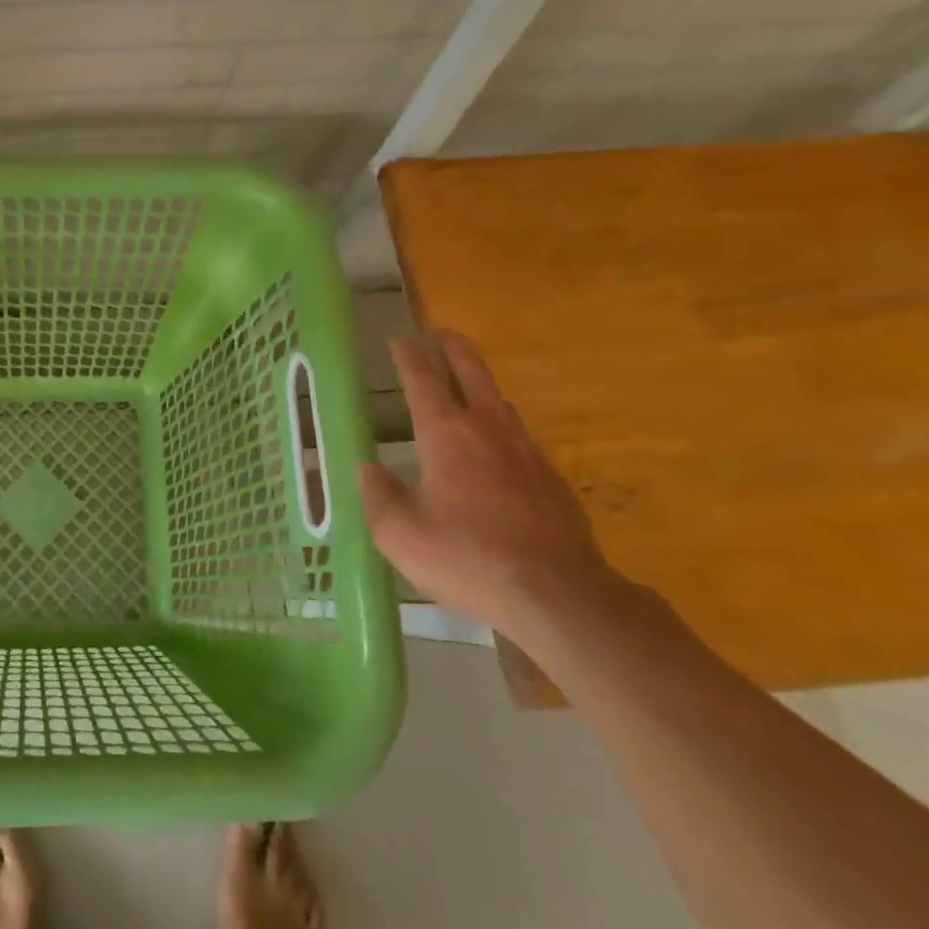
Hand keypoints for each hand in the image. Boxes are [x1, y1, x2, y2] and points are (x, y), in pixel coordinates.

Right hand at [359, 330, 623, 638]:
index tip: (400, 341)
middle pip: (471, 371)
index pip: (423, 378)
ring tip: (464, 384)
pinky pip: (518, 434)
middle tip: (438, 333)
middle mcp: (487, 429)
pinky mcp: (550, 478)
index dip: (409, 356)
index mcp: (445, 433)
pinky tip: (495, 446)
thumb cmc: (467, 557)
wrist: (559, 595)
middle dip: (452, 347)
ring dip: (478, 383)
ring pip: (498, 400)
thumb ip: (377, 496)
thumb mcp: (398, 533)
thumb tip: (369, 470)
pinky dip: (499, 423)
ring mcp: (525, 451)